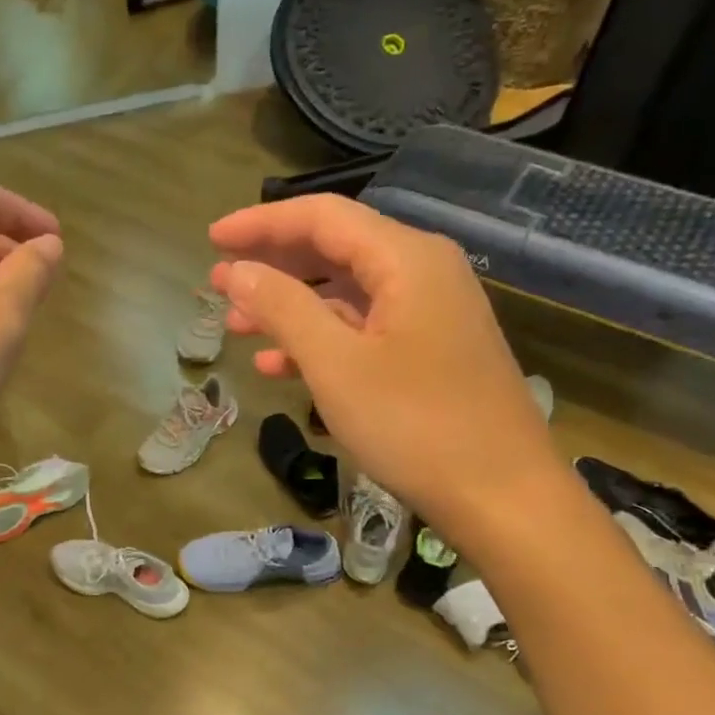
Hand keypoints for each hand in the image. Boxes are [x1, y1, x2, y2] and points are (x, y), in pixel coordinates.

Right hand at [209, 195, 562, 542]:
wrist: (502, 496)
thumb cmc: (415, 425)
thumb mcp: (336, 364)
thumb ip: (284, 308)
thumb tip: (238, 271)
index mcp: (406, 259)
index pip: (322, 217)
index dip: (261, 224)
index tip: (212, 239)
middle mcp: (423, 272)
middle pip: (335, 250)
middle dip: (272, 265)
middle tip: (218, 284)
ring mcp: (430, 314)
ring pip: (346, 295)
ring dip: (289, 307)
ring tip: (237, 326)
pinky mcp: (429, 353)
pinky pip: (364, 330)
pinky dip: (320, 341)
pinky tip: (279, 366)